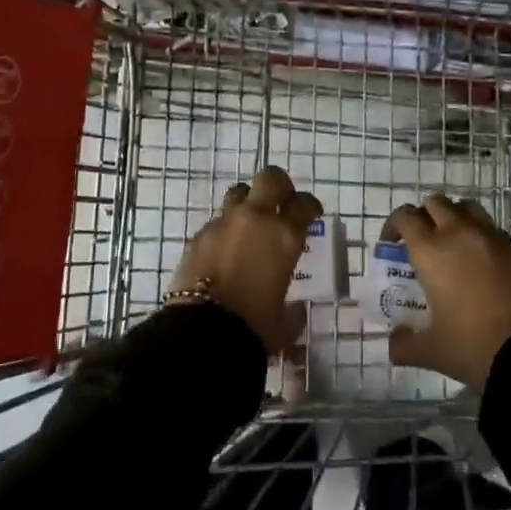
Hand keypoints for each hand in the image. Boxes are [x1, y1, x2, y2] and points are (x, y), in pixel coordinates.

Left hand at [169, 166, 322, 355]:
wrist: (202, 331)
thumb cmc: (254, 326)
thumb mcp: (284, 322)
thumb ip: (293, 310)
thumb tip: (294, 310)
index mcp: (285, 235)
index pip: (304, 204)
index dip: (310, 206)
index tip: (310, 214)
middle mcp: (256, 219)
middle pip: (270, 178)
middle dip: (278, 186)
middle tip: (281, 202)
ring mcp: (224, 223)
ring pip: (239, 193)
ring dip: (248, 202)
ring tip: (250, 222)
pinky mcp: (199, 234)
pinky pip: (217, 221)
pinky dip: (225, 229)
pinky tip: (225, 250)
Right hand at [383, 193, 510, 389]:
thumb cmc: (474, 347)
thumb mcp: (432, 351)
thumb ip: (404, 344)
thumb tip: (393, 344)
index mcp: (433, 251)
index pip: (406, 217)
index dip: (394, 225)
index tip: (391, 244)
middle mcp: (463, 234)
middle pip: (437, 203)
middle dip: (425, 217)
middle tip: (423, 243)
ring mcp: (497, 240)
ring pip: (470, 209)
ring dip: (457, 219)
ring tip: (455, 247)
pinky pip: (499, 234)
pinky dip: (486, 242)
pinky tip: (488, 269)